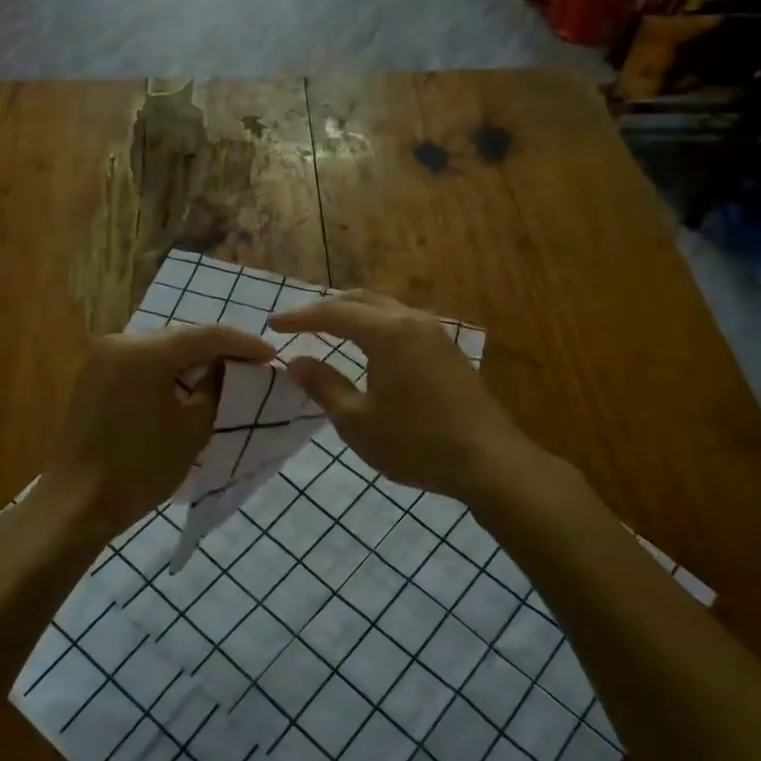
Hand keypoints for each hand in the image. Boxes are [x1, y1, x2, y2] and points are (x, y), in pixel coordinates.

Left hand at [39, 324, 273, 541]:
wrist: (78, 504)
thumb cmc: (141, 468)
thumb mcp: (193, 428)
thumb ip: (214, 388)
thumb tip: (224, 368)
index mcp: (145, 352)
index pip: (206, 335)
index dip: (243, 343)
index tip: (271, 355)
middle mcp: (120, 342)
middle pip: (181, 337)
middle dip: (218, 348)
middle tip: (252, 362)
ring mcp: (102, 358)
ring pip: (161, 348)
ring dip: (192, 359)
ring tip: (226, 371)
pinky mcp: (94, 377)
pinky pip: (141, 362)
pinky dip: (168, 369)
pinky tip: (188, 382)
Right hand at [269, 290, 537, 503]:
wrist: (488, 460)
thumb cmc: (415, 442)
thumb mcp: (357, 421)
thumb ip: (324, 386)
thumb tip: (297, 361)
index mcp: (387, 333)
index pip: (334, 313)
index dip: (300, 317)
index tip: (273, 324)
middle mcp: (412, 322)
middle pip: (362, 300)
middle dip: (327, 308)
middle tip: (299, 322)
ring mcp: (436, 334)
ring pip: (386, 309)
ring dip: (355, 314)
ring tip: (330, 329)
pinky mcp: (449, 352)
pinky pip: (403, 324)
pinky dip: (377, 326)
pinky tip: (371, 348)